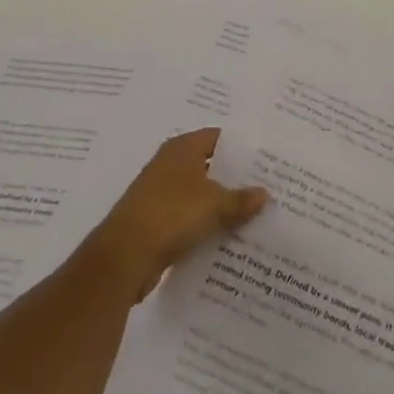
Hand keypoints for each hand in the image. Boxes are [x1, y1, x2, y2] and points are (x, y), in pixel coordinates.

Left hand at [85, 128, 268, 304]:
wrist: (124, 256)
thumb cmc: (170, 214)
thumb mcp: (213, 205)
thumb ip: (241, 199)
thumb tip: (265, 194)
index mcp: (182, 148)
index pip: (218, 138)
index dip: (242, 148)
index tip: (267, 159)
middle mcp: (171, 164)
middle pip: (211, 166)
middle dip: (236, 179)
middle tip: (268, 188)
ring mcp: (163, 193)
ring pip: (202, 195)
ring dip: (223, 205)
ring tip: (257, 216)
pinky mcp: (159, 221)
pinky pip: (191, 218)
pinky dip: (208, 225)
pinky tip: (231, 239)